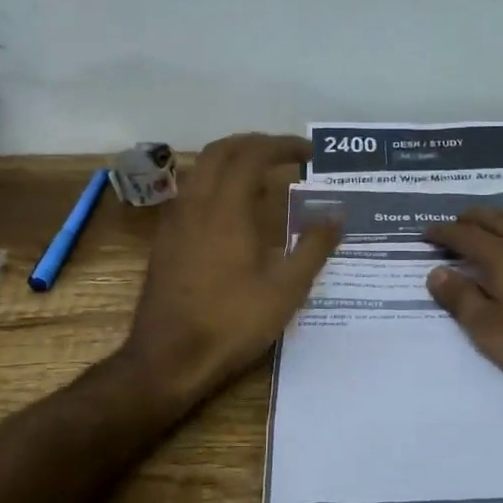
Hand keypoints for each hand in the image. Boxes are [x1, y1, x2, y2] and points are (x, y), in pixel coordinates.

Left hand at [123, 133, 342, 406]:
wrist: (168, 359)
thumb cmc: (232, 323)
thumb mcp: (286, 289)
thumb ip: (314, 247)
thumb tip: (337, 214)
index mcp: (226, 208)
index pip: (253, 155)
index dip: (282, 146)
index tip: (310, 153)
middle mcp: (196, 203)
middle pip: (221, 151)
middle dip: (255, 143)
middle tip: (285, 154)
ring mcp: (175, 221)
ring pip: (201, 169)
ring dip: (232, 161)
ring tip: (262, 176)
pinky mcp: (165, 240)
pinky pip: (191, 192)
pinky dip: (215, 183)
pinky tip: (232, 211)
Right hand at [422, 209, 502, 389]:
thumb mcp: (490, 330)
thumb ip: (460, 299)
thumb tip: (435, 272)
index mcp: (502, 258)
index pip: (464, 236)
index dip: (443, 232)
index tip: (426, 233)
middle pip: (498, 220)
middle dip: (474, 217)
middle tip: (459, 220)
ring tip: (501, 218)